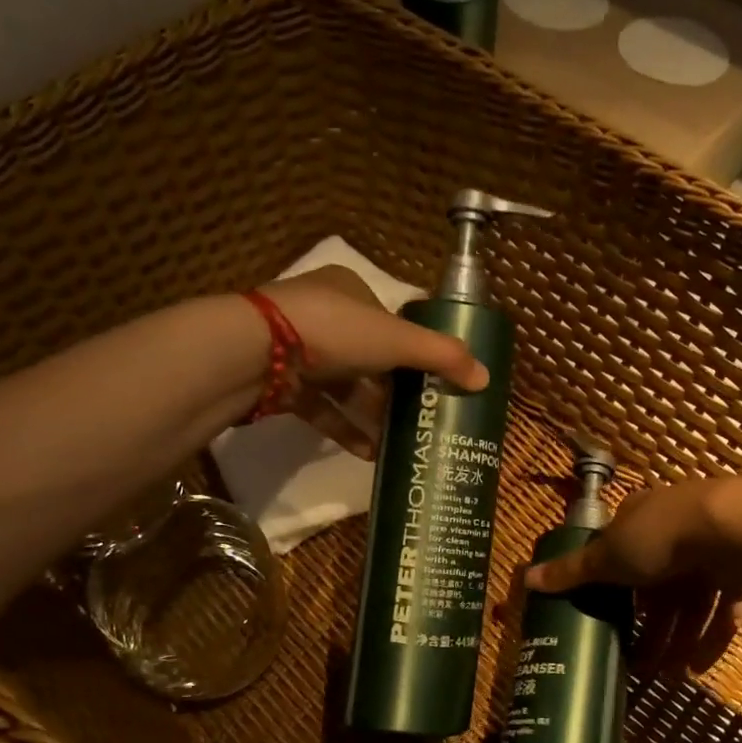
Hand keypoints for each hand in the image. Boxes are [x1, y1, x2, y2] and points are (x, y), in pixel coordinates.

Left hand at [259, 265, 486, 458]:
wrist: (255, 352)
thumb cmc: (334, 331)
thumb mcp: (397, 340)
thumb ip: (442, 357)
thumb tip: (486, 378)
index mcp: (349, 289)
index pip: (390, 318)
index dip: (413, 347)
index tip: (433, 378)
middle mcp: (322, 313)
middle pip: (369, 355)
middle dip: (394, 389)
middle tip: (421, 415)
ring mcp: (296, 349)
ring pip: (344, 385)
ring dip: (371, 414)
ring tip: (397, 442)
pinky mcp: (280, 382)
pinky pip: (320, 407)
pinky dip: (344, 427)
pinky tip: (367, 453)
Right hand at [525, 481, 741, 676]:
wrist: (731, 530)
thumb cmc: (658, 537)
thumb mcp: (607, 556)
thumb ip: (572, 571)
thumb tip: (525, 577)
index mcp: (639, 519)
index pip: (621, 552)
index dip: (614, 587)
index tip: (608, 620)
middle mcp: (674, 530)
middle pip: (657, 586)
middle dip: (649, 627)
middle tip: (639, 664)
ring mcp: (711, 549)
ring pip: (690, 601)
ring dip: (678, 638)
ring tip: (669, 675)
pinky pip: (723, 608)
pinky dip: (711, 637)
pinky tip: (698, 666)